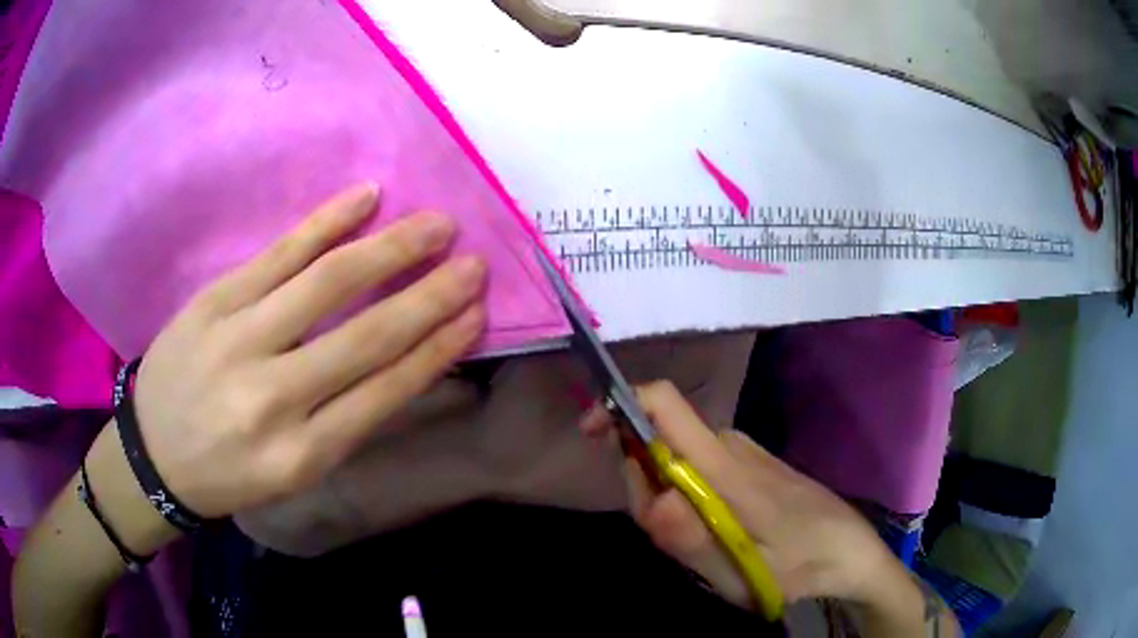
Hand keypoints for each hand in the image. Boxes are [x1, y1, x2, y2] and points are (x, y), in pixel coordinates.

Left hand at [132, 183, 486, 518]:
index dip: (437, 349)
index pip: (385, 391)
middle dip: (429, 297)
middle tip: (474, 265)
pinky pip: (278, 253)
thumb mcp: (292, 472)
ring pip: (327, 283)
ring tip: (436, 225)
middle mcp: (273, 398)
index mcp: (301, 454)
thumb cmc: (229, 471)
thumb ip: (344, 421)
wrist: (153, 454)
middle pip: (366, 335)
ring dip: (390, 249)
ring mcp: (238, 339)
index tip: (476, 315)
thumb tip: (404, 361)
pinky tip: (366, 198)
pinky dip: (325, 222)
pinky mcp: (214, 301)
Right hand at [581, 381, 906, 608]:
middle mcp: (730, 445)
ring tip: (701, 543)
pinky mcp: (751, 463)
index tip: (591, 434)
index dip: (620, 405)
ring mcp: (743, 452)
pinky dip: (689, 496)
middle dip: (643, 483)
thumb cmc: (799, 566)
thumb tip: (649, 496)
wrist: (851, 554)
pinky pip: (700, 468)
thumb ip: (691, 538)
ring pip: (678, 460)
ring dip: (667, 497)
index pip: (664, 403)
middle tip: (672, 537)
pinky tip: (716, 531)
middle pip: (659, 441)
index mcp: (725, 465)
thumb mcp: (740, 572)